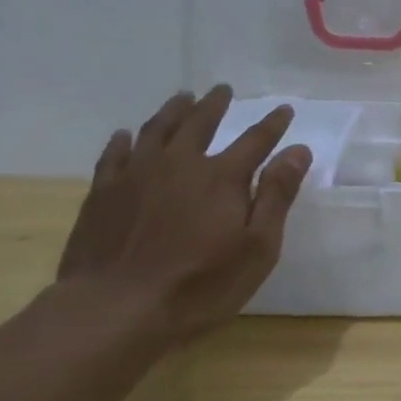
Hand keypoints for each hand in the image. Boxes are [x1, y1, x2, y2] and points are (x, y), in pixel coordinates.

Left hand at [55, 86, 311, 340]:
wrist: (115, 310)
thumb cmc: (199, 286)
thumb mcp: (257, 248)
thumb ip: (277, 196)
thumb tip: (298, 150)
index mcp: (222, 177)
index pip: (255, 140)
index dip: (273, 124)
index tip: (284, 109)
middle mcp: (180, 164)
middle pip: (201, 123)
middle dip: (216, 104)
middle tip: (223, 90)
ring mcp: (136, 175)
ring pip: (158, 130)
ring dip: (174, 110)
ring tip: (183, 98)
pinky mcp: (103, 193)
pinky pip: (114, 154)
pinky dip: (124, 140)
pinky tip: (127, 135)